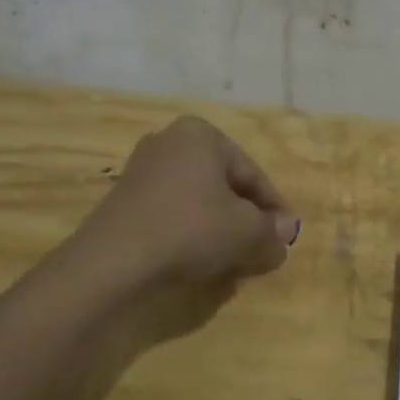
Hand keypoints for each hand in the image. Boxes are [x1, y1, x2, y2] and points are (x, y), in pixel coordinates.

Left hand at [65, 117, 299, 336]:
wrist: (112, 264)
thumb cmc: (190, 230)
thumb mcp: (245, 233)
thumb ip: (271, 231)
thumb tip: (287, 231)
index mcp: (202, 135)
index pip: (252, 174)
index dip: (273, 209)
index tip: (285, 239)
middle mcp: (170, 142)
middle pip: (223, 186)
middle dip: (245, 220)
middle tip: (260, 252)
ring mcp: (142, 171)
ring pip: (197, 203)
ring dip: (218, 231)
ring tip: (232, 264)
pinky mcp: (123, 203)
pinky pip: (171, 216)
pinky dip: (189, 236)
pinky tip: (198, 264)